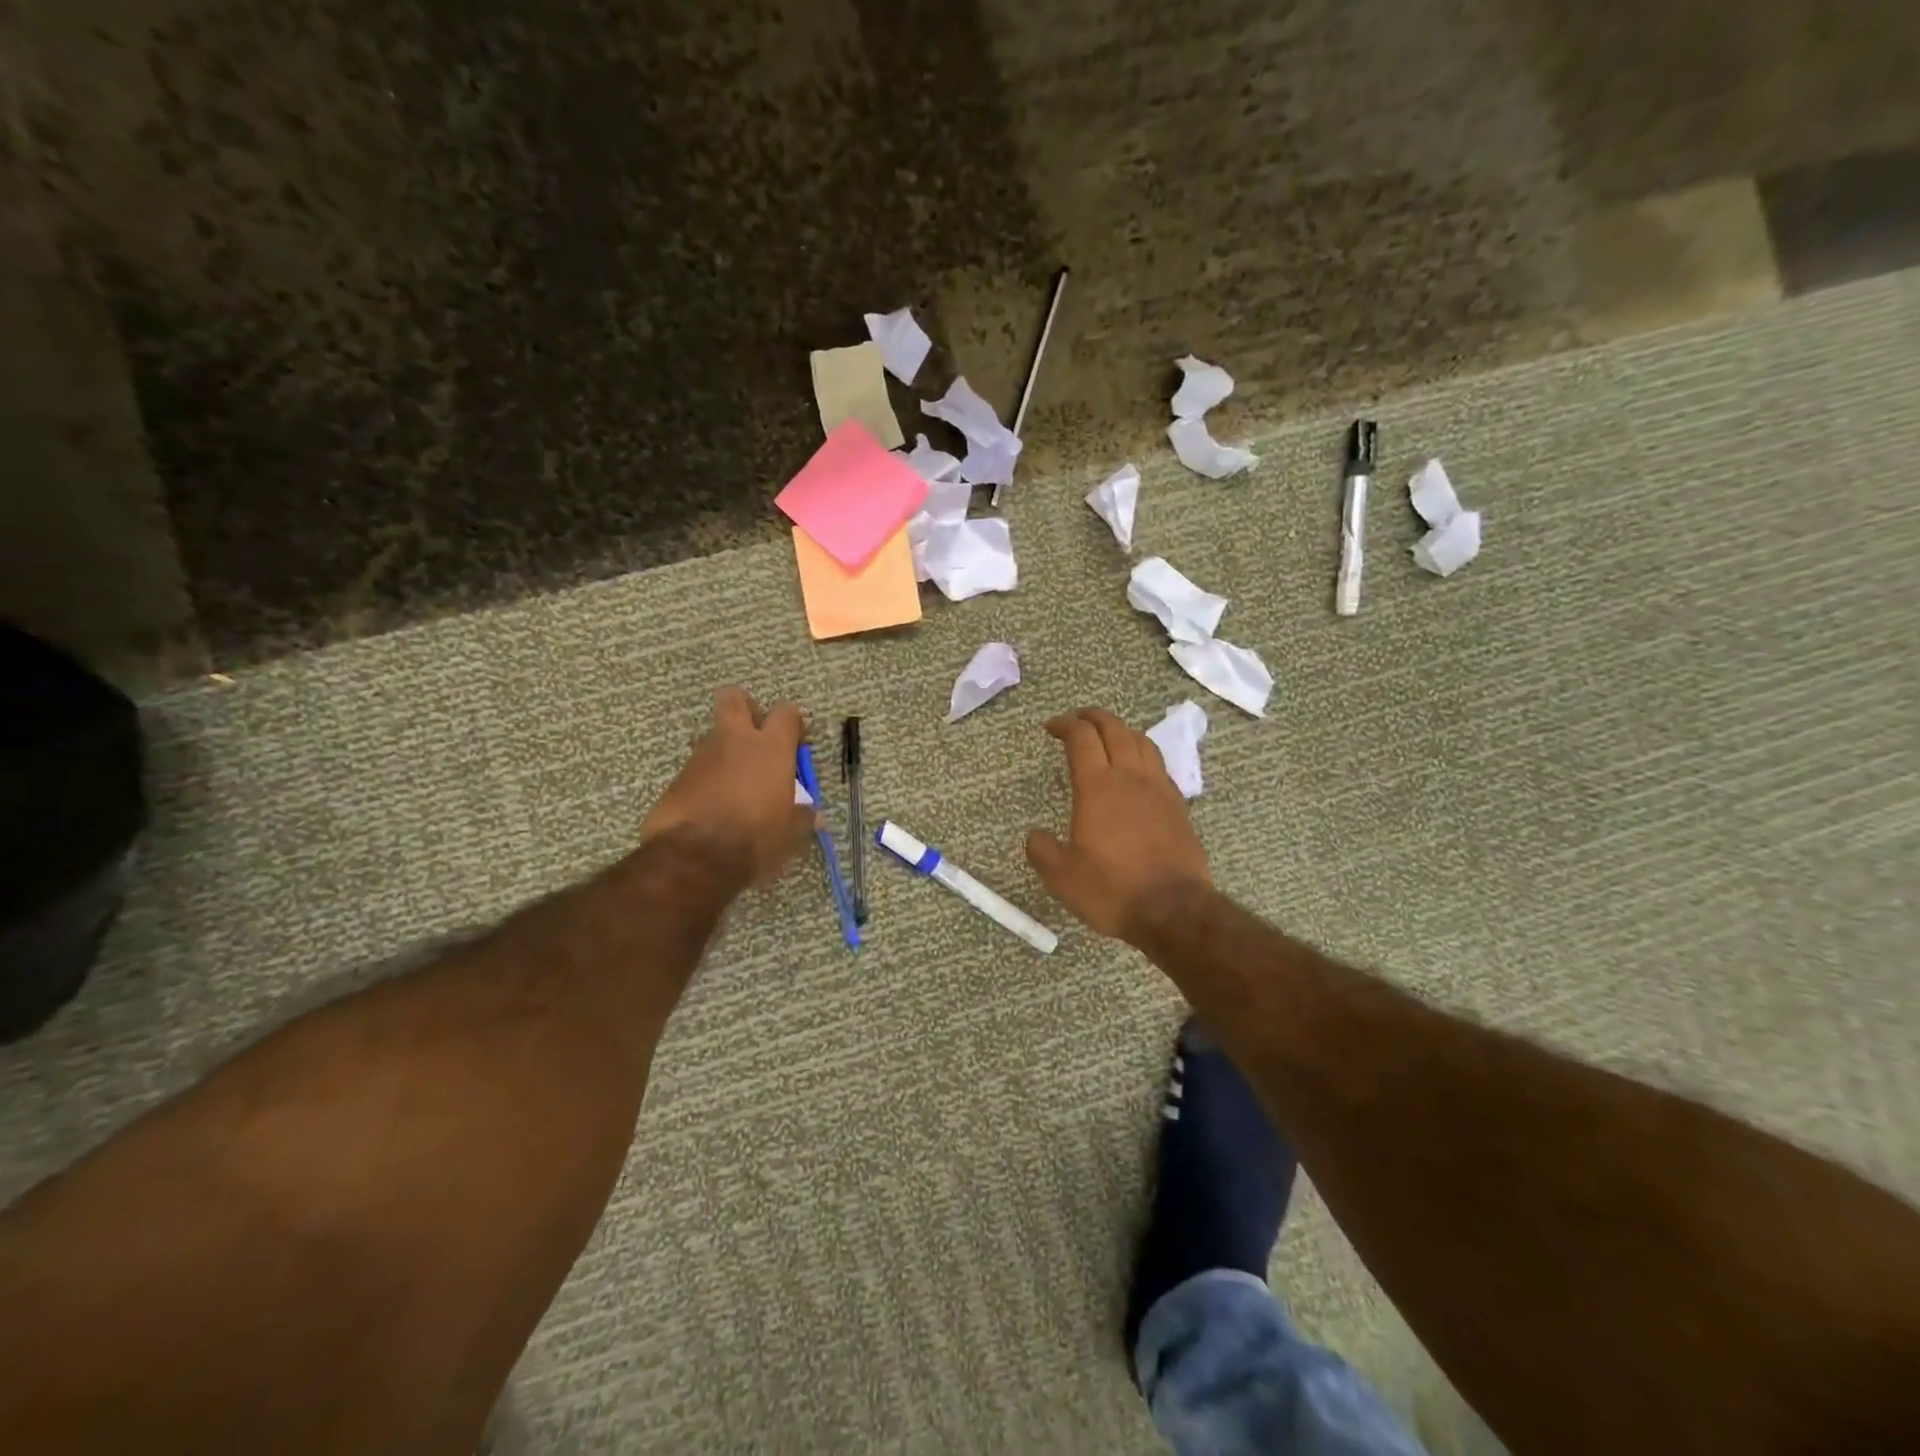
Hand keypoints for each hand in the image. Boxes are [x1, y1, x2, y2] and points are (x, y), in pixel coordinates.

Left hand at [642, 687, 814, 886]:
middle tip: (755, 736)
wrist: (695, 857)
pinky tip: (712, 808)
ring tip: (734, 785)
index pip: (786, 712)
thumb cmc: (756, 837)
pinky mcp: (677, 779)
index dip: (792, 723)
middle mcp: (734, 741)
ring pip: (713, 736)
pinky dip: (706, 781)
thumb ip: (803, 816)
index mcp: (770, 748)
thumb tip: (813, 815)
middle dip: (744, 709)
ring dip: (724, 751)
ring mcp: (701, 757)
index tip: (795, 744)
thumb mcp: (791, 832)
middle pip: (734, 698)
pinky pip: (696, 769)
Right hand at [1026, 708, 1212, 943]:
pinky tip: (1137, 770)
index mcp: (1098, 787)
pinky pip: (1158, 765)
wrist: (1174, 910)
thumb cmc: (1112, 890)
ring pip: (1141, 742)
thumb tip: (1035, 836)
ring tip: (1108, 735)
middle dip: (1093, 717)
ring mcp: (1159, 789)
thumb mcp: (1062, 877)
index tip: (1051, 727)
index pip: (1081, 738)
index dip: (1065, 725)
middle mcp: (1130, 778)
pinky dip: (1142, 754)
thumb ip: (1042, 850)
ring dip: (1121, 730)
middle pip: (1114, 729)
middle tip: (1077, 719)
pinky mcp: (1178, 806)